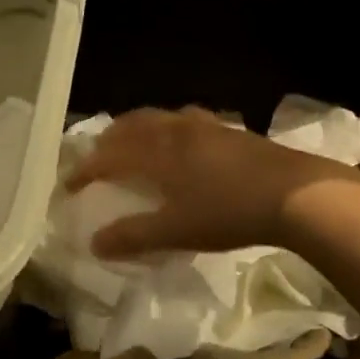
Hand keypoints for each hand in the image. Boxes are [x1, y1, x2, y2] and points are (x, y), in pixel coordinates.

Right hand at [64, 107, 359, 257]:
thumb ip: (134, 236)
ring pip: (160, 118)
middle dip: (111, 139)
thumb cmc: (227, 211)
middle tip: (98, 156)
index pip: (110, 155)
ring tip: (135, 143)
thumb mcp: (176, 231)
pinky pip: (185, 121)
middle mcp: (175, 130)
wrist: (290, 192)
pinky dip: (169, 128)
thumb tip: (95, 241)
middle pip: (133, 124)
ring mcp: (204, 125)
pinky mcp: (228, 130)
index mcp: (157, 151)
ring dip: (140, 128)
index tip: (69, 184)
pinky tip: (183, 142)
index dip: (87, 169)